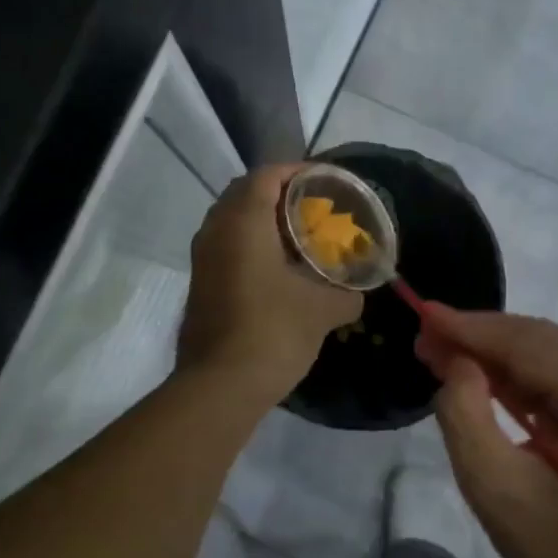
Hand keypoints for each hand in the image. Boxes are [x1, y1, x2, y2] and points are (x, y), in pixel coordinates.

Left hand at [177, 165, 362, 406]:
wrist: (220, 385)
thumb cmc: (273, 331)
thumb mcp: (323, 310)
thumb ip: (347, 293)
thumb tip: (356, 293)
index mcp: (243, 222)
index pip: (267, 175)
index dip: (297, 172)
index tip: (325, 181)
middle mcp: (216, 231)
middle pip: (245, 193)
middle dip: (280, 194)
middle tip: (315, 206)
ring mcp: (203, 259)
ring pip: (232, 221)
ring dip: (263, 220)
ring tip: (299, 235)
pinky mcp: (200, 284)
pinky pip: (227, 247)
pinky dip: (251, 245)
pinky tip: (279, 268)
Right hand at [416, 308, 557, 557]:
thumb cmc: (555, 548)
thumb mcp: (495, 485)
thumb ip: (465, 414)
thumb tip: (455, 361)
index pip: (531, 345)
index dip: (472, 328)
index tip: (423, 313)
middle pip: (540, 342)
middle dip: (478, 337)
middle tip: (424, 335)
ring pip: (545, 354)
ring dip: (490, 352)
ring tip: (438, 350)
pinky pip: (554, 376)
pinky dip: (511, 373)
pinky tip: (473, 370)